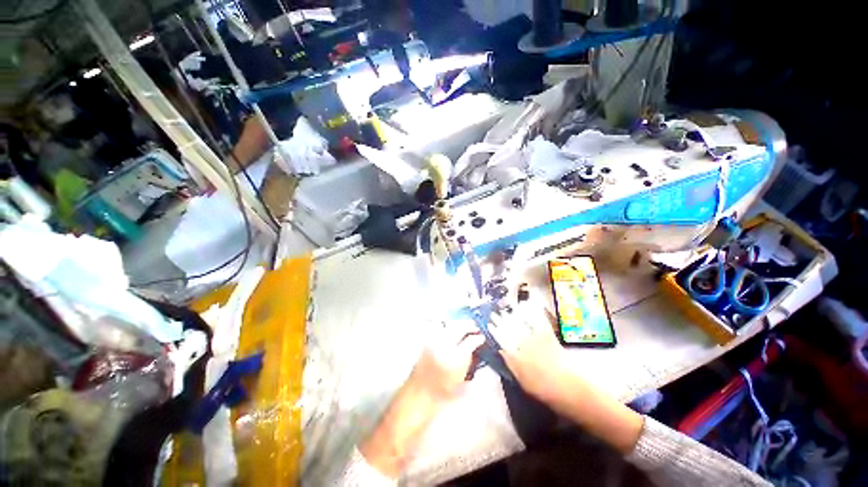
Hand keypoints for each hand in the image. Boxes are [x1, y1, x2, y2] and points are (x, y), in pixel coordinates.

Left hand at [359, 320, 483, 476]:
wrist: (419, 394)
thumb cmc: (442, 393)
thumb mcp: (462, 381)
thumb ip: (470, 362)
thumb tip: (475, 350)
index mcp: (456, 359)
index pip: (471, 341)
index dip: (478, 338)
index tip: (482, 337)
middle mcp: (444, 346)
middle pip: (459, 328)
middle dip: (469, 325)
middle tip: (475, 327)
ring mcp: (434, 341)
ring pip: (450, 325)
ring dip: (459, 325)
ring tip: (465, 327)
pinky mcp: (427, 341)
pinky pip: (440, 329)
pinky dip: (448, 327)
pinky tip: (451, 330)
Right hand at [489, 300, 643, 453]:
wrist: (569, 389)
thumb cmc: (544, 389)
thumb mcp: (522, 380)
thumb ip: (511, 363)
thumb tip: (502, 350)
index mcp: (515, 356)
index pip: (501, 339)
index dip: (495, 330)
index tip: (489, 323)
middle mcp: (523, 344)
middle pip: (509, 328)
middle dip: (501, 320)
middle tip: (495, 313)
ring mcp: (536, 338)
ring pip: (521, 322)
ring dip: (513, 314)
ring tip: (507, 308)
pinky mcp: (548, 335)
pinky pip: (538, 320)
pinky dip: (533, 311)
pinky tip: (528, 305)